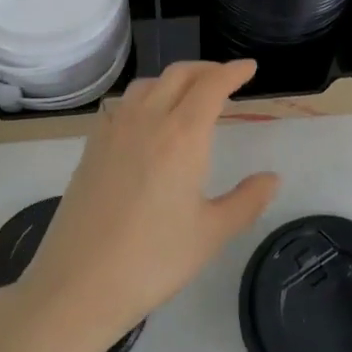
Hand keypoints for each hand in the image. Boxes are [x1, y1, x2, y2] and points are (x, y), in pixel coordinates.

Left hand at [14, 60, 279, 351]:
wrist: (79, 282)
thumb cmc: (153, 260)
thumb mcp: (211, 234)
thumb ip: (246, 201)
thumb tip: (272, 178)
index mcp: (183, 135)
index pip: (212, 85)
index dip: (233, 72)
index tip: (249, 68)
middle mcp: (148, 120)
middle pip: (178, 75)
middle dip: (206, 69)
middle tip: (225, 78)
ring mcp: (114, 130)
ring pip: (148, 84)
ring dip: (173, 79)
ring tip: (188, 94)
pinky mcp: (92, 145)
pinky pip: (122, 104)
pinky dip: (144, 97)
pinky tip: (146, 120)